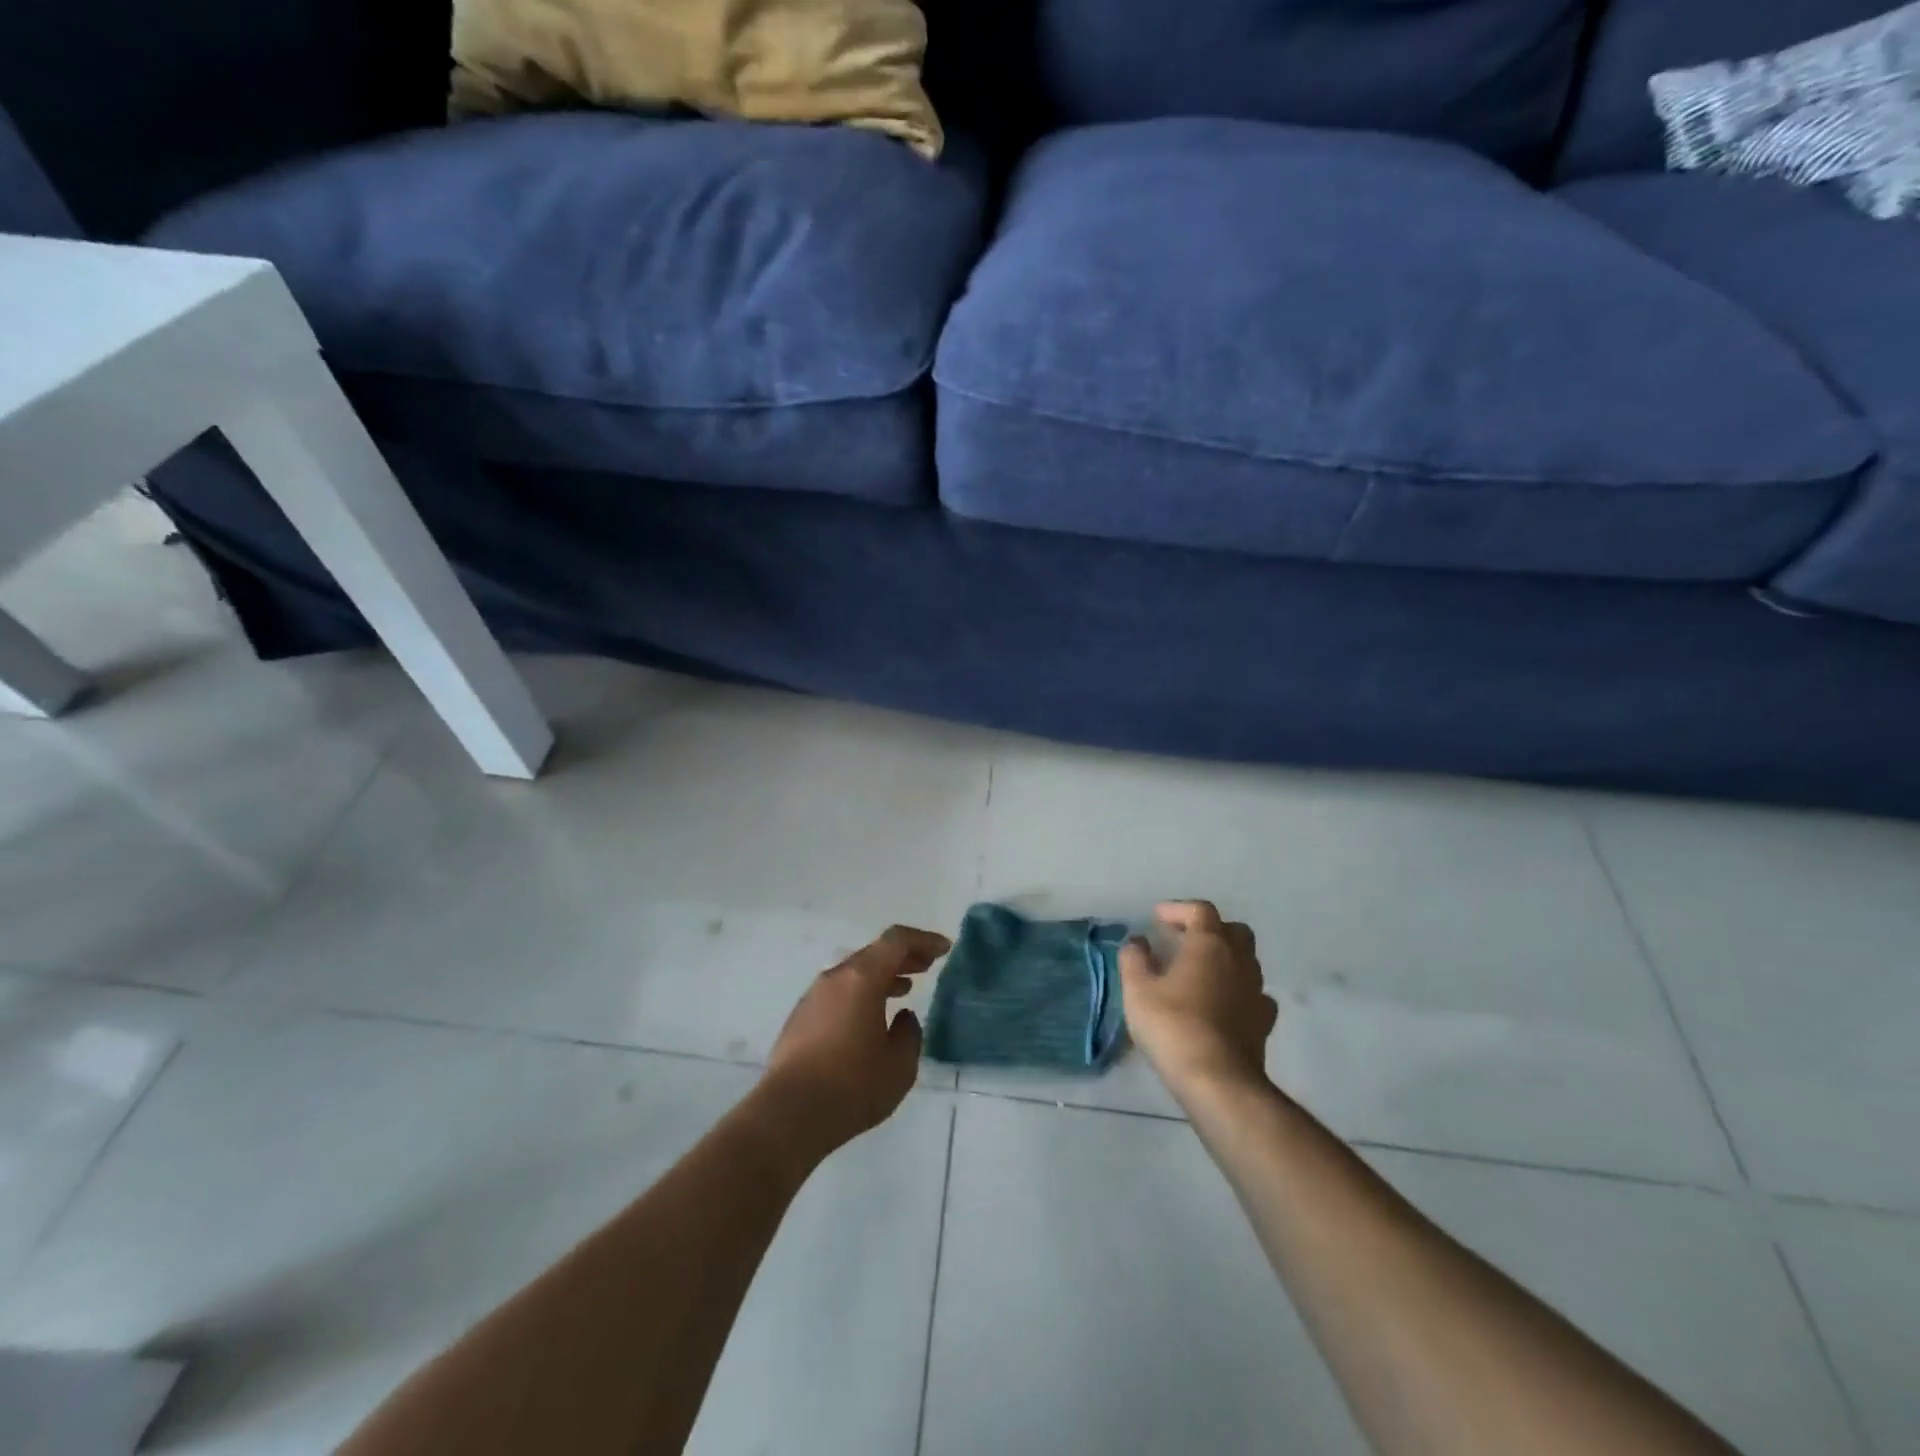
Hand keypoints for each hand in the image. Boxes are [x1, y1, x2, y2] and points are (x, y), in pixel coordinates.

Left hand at [761, 925, 950, 1158]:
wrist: (788, 1114)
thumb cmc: (852, 1085)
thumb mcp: (899, 1065)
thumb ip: (909, 1034)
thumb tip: (902, 1018)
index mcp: (862, 978)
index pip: (896, 941)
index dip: (923, 940)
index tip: (944, 949)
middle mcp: (836, 977)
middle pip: (874, 953)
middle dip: (904, 956)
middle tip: (927, 965)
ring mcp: (814, 996)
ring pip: (854, 973)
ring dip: (882, 976)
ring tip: (904, 989)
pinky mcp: (801, 1018)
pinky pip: (839, 992)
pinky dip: (862, 993)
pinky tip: (871, 1017)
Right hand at [1120, 901, 1277, 1099]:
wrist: (1218, 1080)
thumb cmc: (1173, 1026)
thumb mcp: (1138, 989)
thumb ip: (1134, 959)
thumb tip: (1137, 942)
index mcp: (1209, 944)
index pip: (1200, 910)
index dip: (1178, 909)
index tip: (1157, 918)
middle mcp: (1239, 960)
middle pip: (1233, 930)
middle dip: (1209, 929)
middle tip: (1183, 940)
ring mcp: (1256, 991)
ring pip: (1246, 960)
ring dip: (1224, 958)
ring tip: (1198, 971)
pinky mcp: (1263, 1021)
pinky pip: (1253, 993)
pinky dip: (1237, 990)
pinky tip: (1221, 1003)